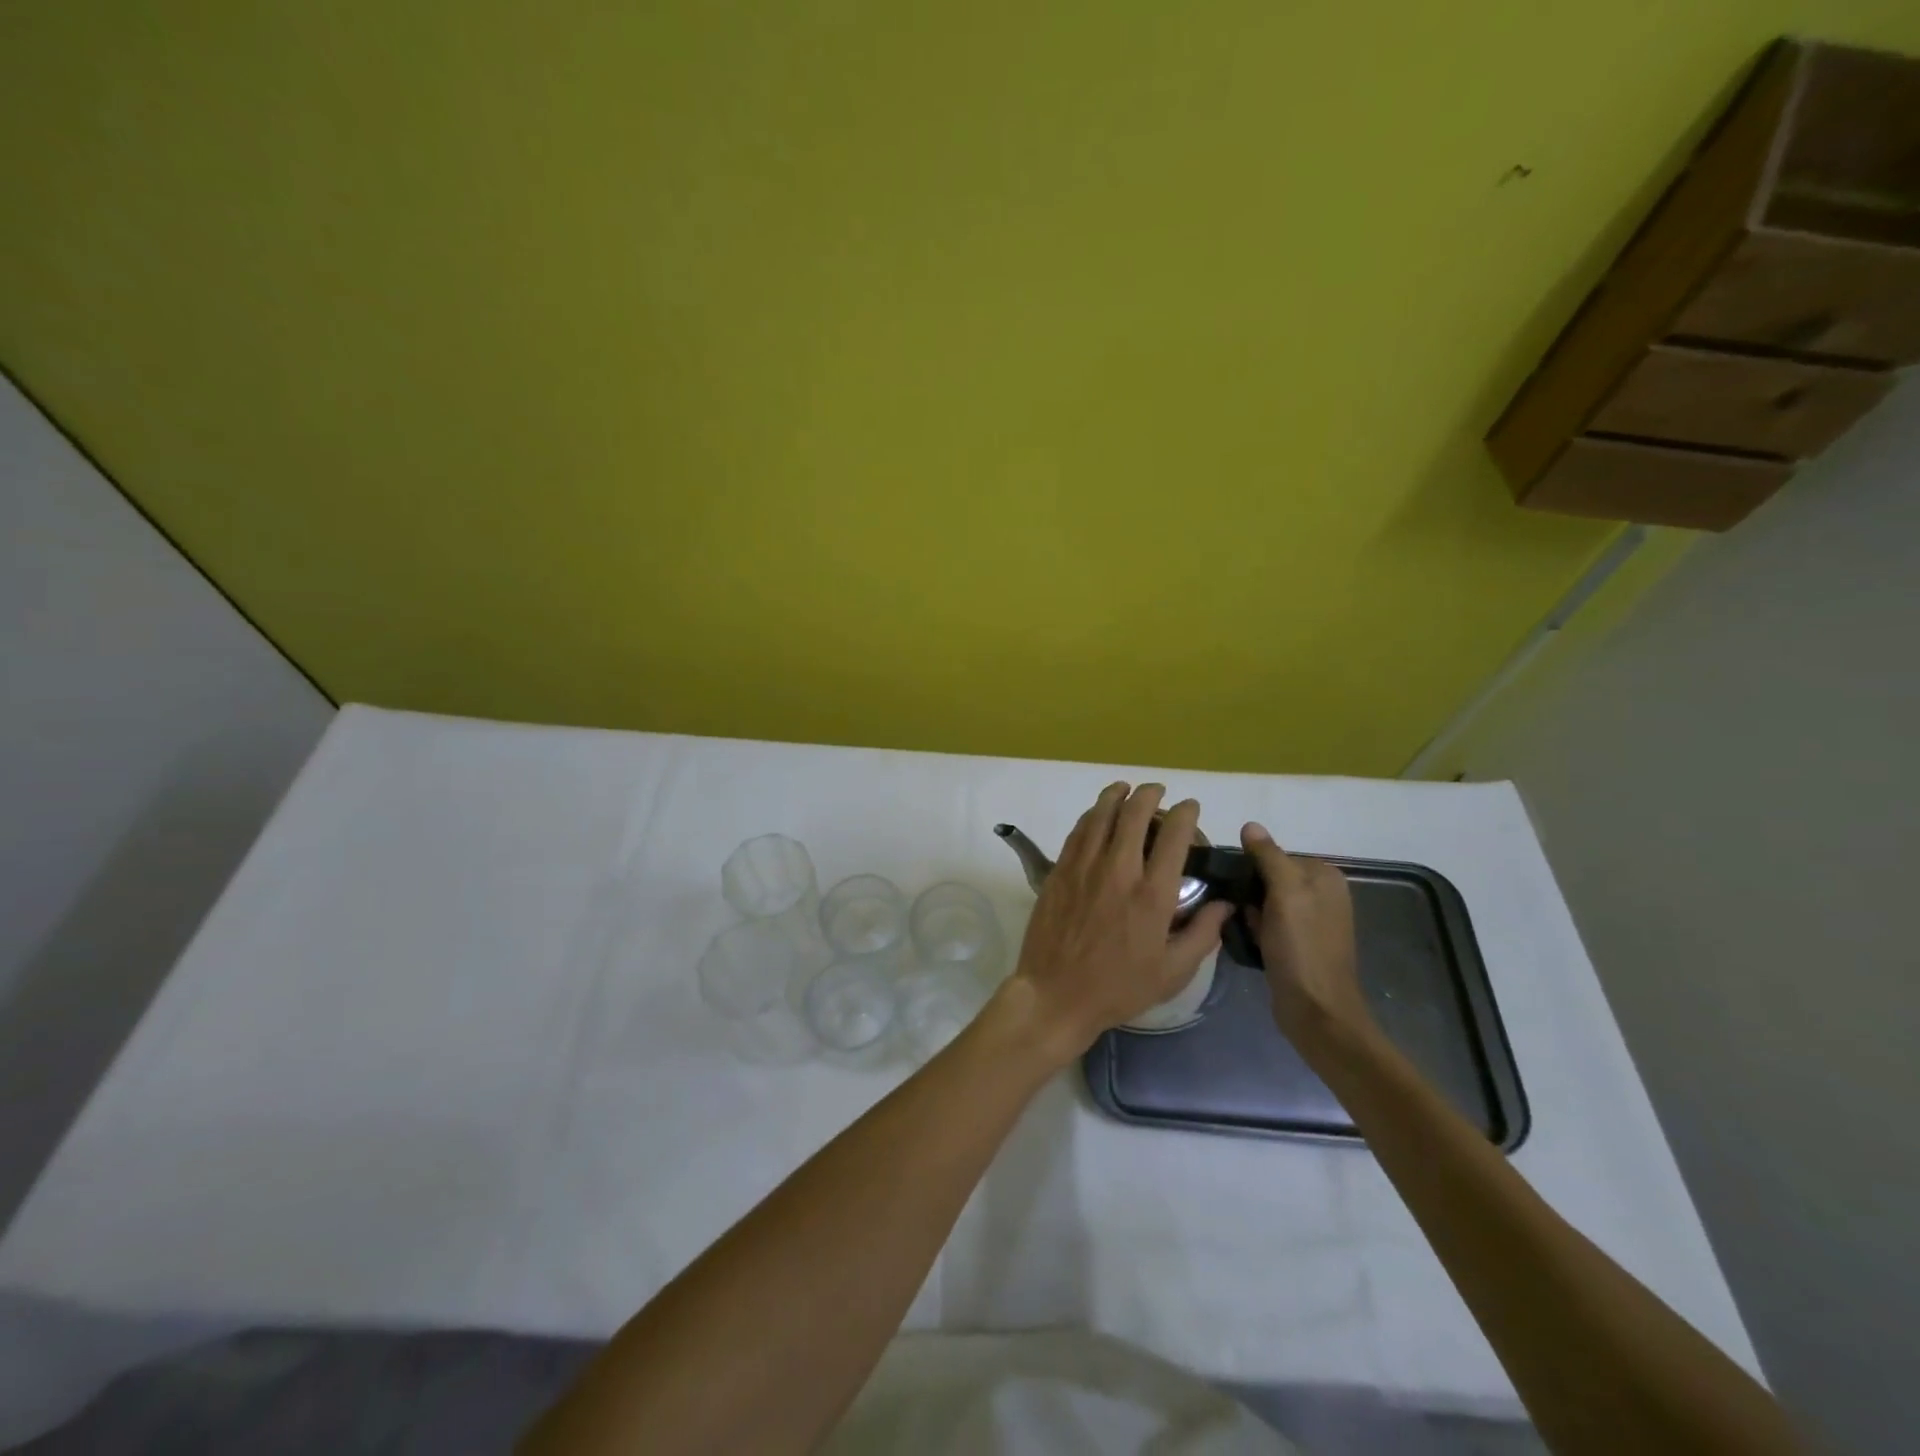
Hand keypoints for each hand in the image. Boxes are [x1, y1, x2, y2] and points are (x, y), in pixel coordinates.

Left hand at [1005, 783, 1233, 1062]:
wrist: (1056, 994)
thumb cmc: (1119, 988)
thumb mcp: (1173, 972)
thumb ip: (1203, 933)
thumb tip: (1224, 904)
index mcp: (1153, 894)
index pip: (1174, 836)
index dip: (1185, 813)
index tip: (1189, 807)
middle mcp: (1119, 870)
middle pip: (1135, 814)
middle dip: (1150, 795)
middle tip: (1157, 791)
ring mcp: (1084, 867)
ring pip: (1101, 815)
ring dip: (1117, 795)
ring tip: (1125, 788)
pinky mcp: (1059, 871)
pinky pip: (1078, 831)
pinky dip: (1091, 815)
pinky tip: (1097, 813)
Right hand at [1239, 822, 1374, 1051]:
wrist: (1316, 1011)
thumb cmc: (1301, 947)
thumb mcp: (1285, 894)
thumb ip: (1269, 857)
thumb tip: (1250, 825)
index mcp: (1325, 878)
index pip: (1276, 855)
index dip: (1252, 868)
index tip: (1235, 884)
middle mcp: (1323, 895)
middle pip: (1271, 878)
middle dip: (1250, 892)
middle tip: (1238, 909)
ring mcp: (1313, 922)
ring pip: (1267, 902)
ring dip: (1251, 912)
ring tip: (1240, 925)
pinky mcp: (1300, 945)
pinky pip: (1270, 924)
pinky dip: (1257, 929)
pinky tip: (1249, 941)